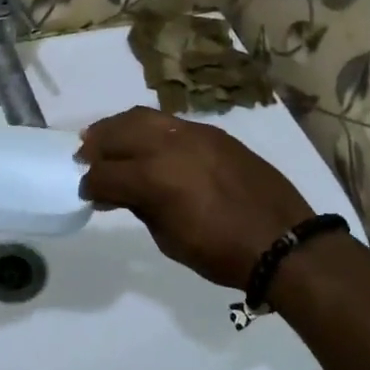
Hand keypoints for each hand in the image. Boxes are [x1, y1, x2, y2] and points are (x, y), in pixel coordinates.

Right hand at [77, 107, 312, 291]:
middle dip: (96, 146)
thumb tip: (120, 193)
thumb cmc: (221, 252)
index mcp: (153, 178)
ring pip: (143, 117)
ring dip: (119, 127)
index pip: (105, 174)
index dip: (90, 185)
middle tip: (85, 158)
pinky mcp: (213, 133)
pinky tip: (147, 143)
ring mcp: (193, 134)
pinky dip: (150, 128)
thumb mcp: (169, 239)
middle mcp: (168, 146)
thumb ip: (140, 208)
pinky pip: (170, 122)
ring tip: (108, 139)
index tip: (87, 193)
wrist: (283, 242)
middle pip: (117, 133)